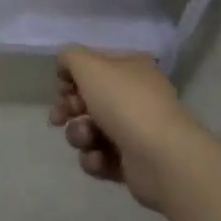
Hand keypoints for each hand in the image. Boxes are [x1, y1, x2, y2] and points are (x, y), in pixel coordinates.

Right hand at [50, 47, 197, 209]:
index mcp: (131, 68)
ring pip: (90, 129)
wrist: (162, 158)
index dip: (71, 76)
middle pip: (88, 99)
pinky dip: (94, 158)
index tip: (61, 87)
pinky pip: (101, 157)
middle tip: (59, 117)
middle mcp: (135, 96)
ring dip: (79, 134)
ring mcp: (135, 131)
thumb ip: (70, 57)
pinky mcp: (132, 163)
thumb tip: (65, 67)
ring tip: (86, 139)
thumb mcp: (89, 65)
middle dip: (68, 108)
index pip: (93, 66)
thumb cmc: (124, 103)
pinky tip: (98, 159)